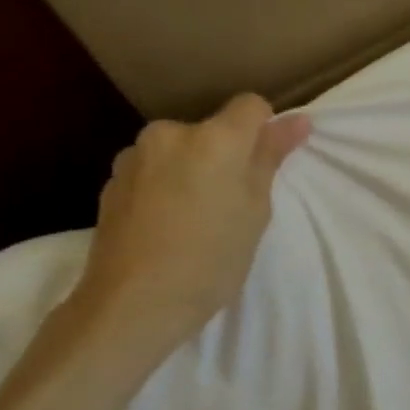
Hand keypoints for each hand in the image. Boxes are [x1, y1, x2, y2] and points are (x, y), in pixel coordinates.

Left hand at [70, 93, 310, 363]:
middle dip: (225, 156)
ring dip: (193, 171)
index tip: (265, 169)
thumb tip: (297, 120)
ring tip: (195, 219)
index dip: (265, 131)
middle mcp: (171, 133)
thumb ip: (271, 158)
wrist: (133, 303)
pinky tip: (167, 227)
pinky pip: (154, 171)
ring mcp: (135, 156)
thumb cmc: (212, 259)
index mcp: (214, 138)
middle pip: (212, 130)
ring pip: (181, 151)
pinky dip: (166, 187)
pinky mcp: (112, 181)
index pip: (251, 106)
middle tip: (232, 204)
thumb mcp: (255, 210)